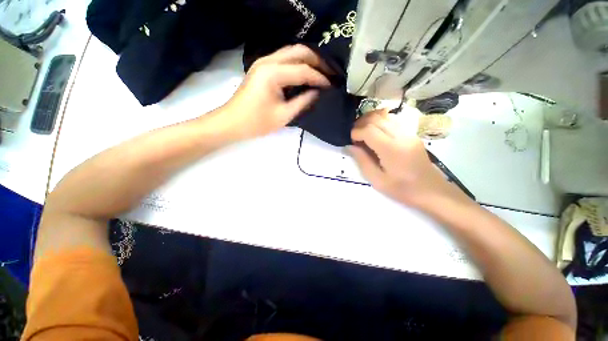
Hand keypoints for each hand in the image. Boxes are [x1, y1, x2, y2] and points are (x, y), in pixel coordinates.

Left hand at [221, 44, 330, 139]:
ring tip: (321, 72)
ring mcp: (263, 62)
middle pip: (299, 51)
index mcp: (273, 73)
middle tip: (330, 73)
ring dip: (308, 60)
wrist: (232, 122)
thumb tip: (318, 93)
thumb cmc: (257, 122)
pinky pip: (284, 59)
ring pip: (292, 52)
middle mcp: (268, 61)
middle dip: (317, 61)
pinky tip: (305, 73)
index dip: (320, 78)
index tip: (332, 85)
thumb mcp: (284, 115)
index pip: (303, 70)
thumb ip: (303, 102)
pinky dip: (298, 63)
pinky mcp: (262, 67)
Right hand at [349, 110, 468, 206]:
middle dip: (360, 124)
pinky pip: (392, 120)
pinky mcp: (411, 134)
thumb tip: (350, 146)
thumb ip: (362, 160)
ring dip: (369, 121)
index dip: (355, 133)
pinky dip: (379, 121)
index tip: (350, 141)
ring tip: (362, 132)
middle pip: (376, 119)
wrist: (431, 190)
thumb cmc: (402, 189)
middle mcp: (401, 136)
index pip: (369, 130)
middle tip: (354, 136)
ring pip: (384, 116)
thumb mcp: (377, 180)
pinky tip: (374, 131)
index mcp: (391, 149)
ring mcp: (408, 133)